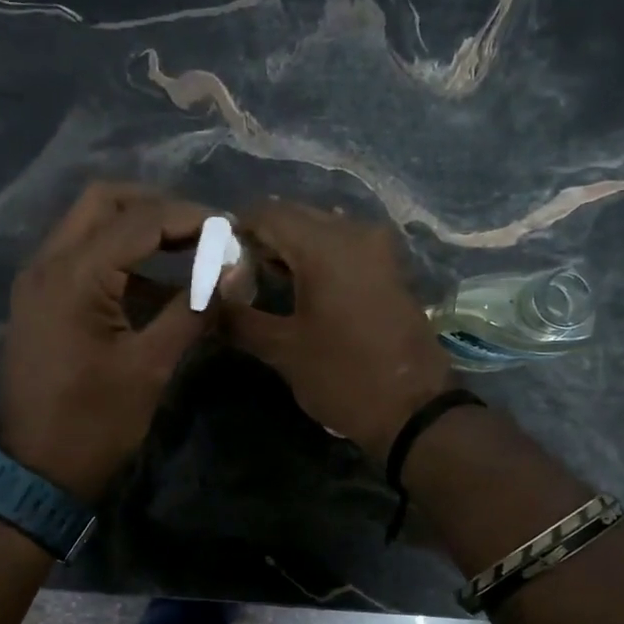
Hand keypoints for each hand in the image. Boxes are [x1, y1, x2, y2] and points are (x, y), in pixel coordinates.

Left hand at [0, 184, 213, 503]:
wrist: (35, 472)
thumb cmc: (94, 424)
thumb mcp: (150, 367)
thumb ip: (192, 310)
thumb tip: (234, 272)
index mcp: (73, 276)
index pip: (140, 219)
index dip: (192, 219)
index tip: (233, 232)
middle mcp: (46, 263)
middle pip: (105, 201)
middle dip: (159, 208)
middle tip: (204, 232)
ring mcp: (37, 280)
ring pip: (89, 225)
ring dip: (138, 230)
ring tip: (189, 253)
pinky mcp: (39, 301)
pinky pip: (80, 258)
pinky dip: (118, 259)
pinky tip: (155, 288)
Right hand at [224, 201, 454, 461]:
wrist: (414, 409)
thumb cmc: (343, 377)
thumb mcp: (283, 351)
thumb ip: (239, 318)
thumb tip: (209, 301)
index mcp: (325, 246)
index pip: (267, 214)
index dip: (235, 231)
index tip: (217, 262)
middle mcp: (354, 232)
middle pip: (295, 216)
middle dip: (263, 240)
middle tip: (239, 277)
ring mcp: (378, 247)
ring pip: (321, 229)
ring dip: (291, 249)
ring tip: (268, 285)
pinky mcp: (390, 266)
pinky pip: (343, 246)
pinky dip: (318, 258)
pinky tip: (303, 290)